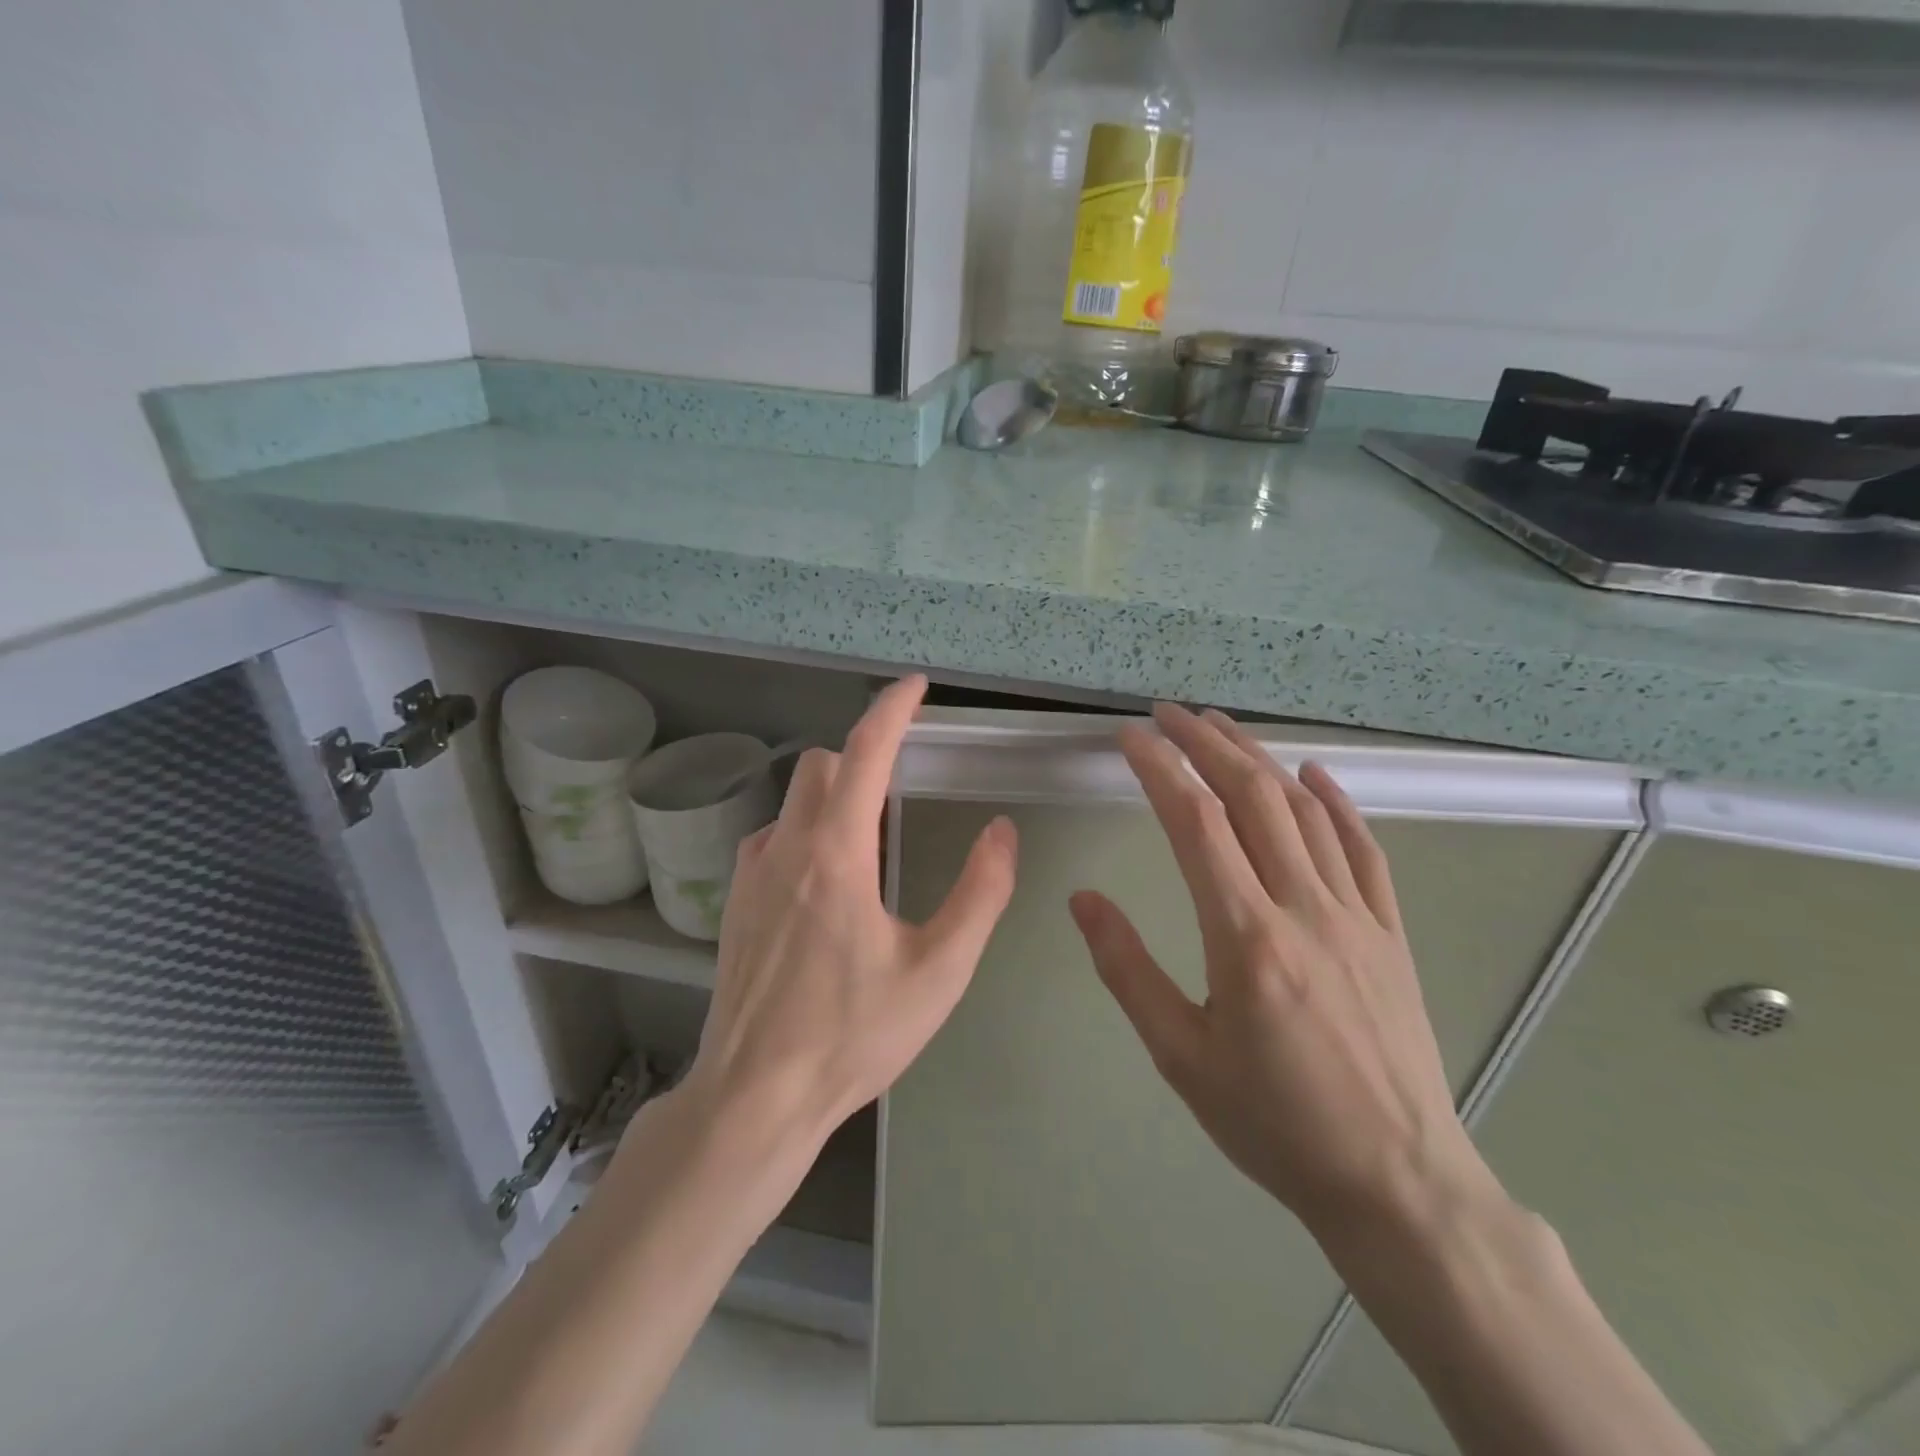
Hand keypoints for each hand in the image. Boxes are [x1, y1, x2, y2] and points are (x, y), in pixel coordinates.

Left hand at [683, 675, 1018, 1148]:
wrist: (755, 1095)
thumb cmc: (854, 1035)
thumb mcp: (939, 971)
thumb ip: (980, 895)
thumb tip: (1002, 832)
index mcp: (837, 854)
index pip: (865, 753)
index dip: (892, 709)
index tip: (916, 685)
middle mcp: (787, 847)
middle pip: (824, 766)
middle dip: (864, 757)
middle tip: (902, 785)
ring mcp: (752, 872)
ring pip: (795, 798)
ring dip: (834, 795)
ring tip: (870, 842)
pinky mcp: (736, 900)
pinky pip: (774, 835)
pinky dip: (806, 830)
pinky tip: (824, 882)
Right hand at [1069, 703, 1495, 1240]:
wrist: (1397, 1181)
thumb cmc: (1274, 1123)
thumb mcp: (1181, 1056)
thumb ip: (1127, 969)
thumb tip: (1083, 901)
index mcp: (1246, 937)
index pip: (1196, 824)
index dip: (1160, 769)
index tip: (1131, 738)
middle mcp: (1304, 908)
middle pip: (1252, 797)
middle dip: (1206, 744)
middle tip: (1170, 713)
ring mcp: (1356, 915)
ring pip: (1305, 811)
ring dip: (1260, 759)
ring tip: (1221, 726)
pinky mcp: (1390, 931)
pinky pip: (1363, 848)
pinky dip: (1336, 802)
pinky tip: (1314, 774)